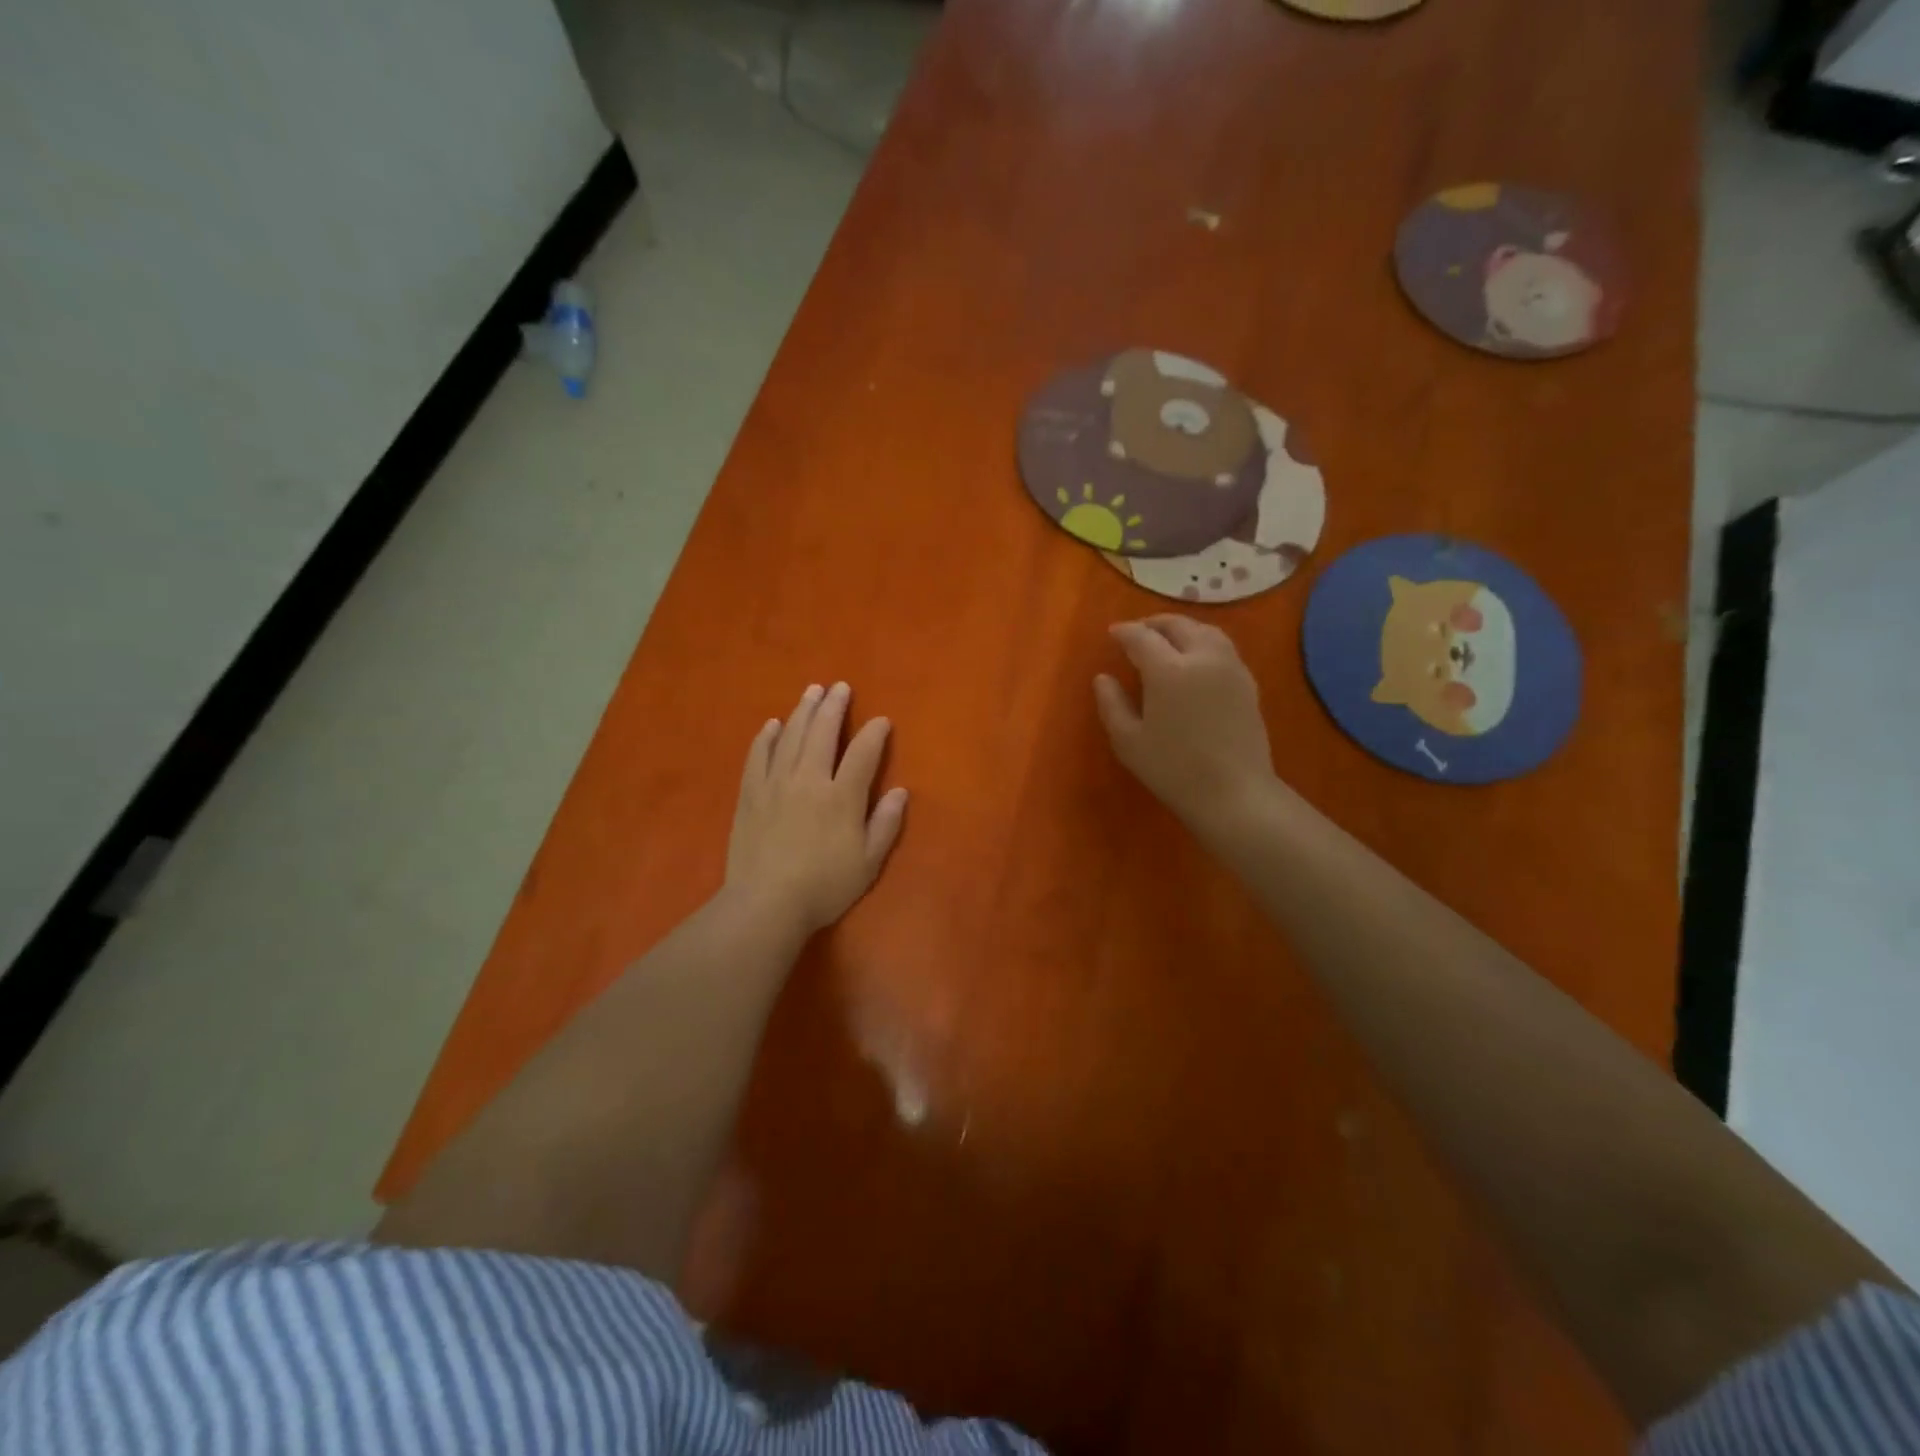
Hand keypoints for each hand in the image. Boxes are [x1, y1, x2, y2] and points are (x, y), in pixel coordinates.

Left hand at [725, 681, 908, 937]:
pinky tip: (772, 724)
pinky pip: (758, 756)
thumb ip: (886, 824)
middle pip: (822, 732)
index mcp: (842, 796)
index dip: (875, 733)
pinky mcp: (750, 794)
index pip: (863, 753)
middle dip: (834, 707)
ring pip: (791, 736)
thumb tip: (901, 791)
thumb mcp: (868, 862)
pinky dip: (767, 737)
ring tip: (811, 691)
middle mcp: (809, 779)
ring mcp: (775, 783)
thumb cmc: (824, 886)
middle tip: (840, 687)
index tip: (881, 720)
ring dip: (803, 710)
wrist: (766, 904)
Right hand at [1094, 616, 1282, 838]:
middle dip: (1155, 623)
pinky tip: (1195, 659)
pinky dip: (1204, 642)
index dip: (1124, 632)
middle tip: (1138, 631)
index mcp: (1168, 669)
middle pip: (1178, 625)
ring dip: (1183, 628)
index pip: (1142, 637)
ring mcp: (1231, 668)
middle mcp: (1202, 658)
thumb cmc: (1173, 770)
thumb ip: (1112, 704)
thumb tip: (1103, 678)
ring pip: (1206, 631)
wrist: (1234, 794)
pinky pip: (1223, 648)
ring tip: (1168, 639)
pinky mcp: (1248, 683)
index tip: (1113, 634)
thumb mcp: (1128, 741)